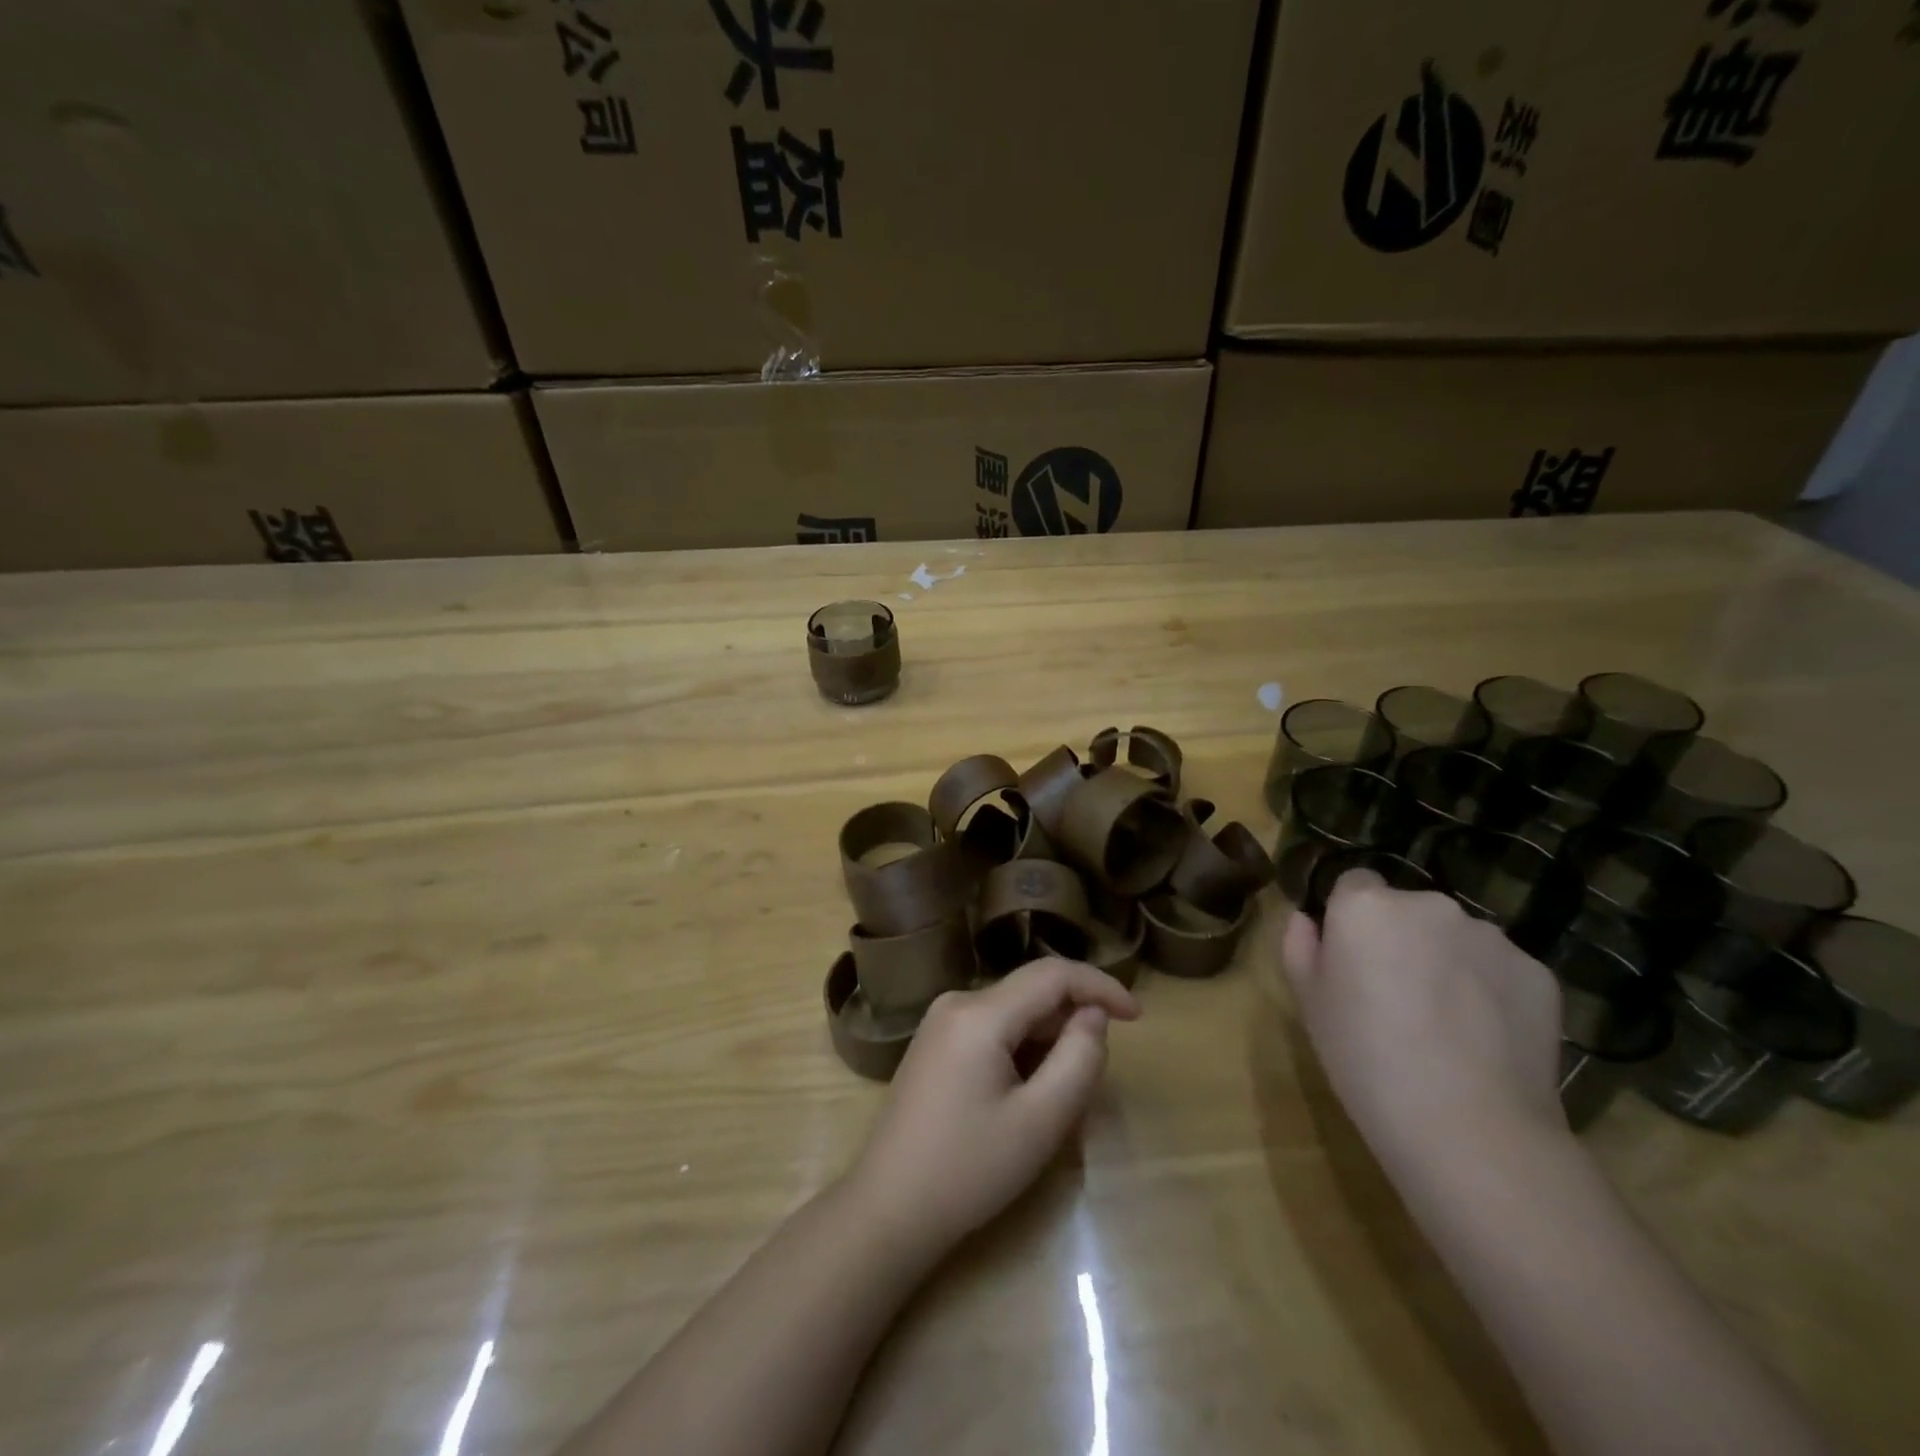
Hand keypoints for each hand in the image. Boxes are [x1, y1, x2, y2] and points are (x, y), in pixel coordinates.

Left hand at [845, 958, 1139, 1256]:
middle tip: (1094, 1081)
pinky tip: (1025, 1096)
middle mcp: (957, 1002)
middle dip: (1072, 1024)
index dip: (1100, 986)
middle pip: (1032, 993)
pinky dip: (1021, 1050)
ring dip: (1047, 1042)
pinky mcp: (934, 1044)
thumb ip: (1078, 1058)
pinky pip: (992, 1029)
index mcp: (980, 1013)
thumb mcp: (1040, 1121)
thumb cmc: (969, 1170)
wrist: (887, 1209)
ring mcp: (939, 1022)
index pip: (1053, 974)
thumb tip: (1093, 1015)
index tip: (1138, 1017)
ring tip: (1059, 1099)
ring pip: (1013, 1013)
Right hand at [1282, 869, 1565, 1174]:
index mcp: (1365, 906)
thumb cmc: (1365, 1058)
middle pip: (1408, 909)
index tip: (1351, 959)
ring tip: (1446, 1024)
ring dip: (1447, 962)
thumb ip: (1300, 947)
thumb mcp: (1309, 1003)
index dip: (1350, 919)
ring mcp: (1490, 936)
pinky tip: (1484, 1039)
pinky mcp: (1538, 972)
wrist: (1468, 1127)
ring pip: (1456, 938)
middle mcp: (1429, 904)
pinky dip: (1490, 991)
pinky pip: (1500, 969)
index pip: (1354, 883)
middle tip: (1396, 996)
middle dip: (1402, 939)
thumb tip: (1307, 920)